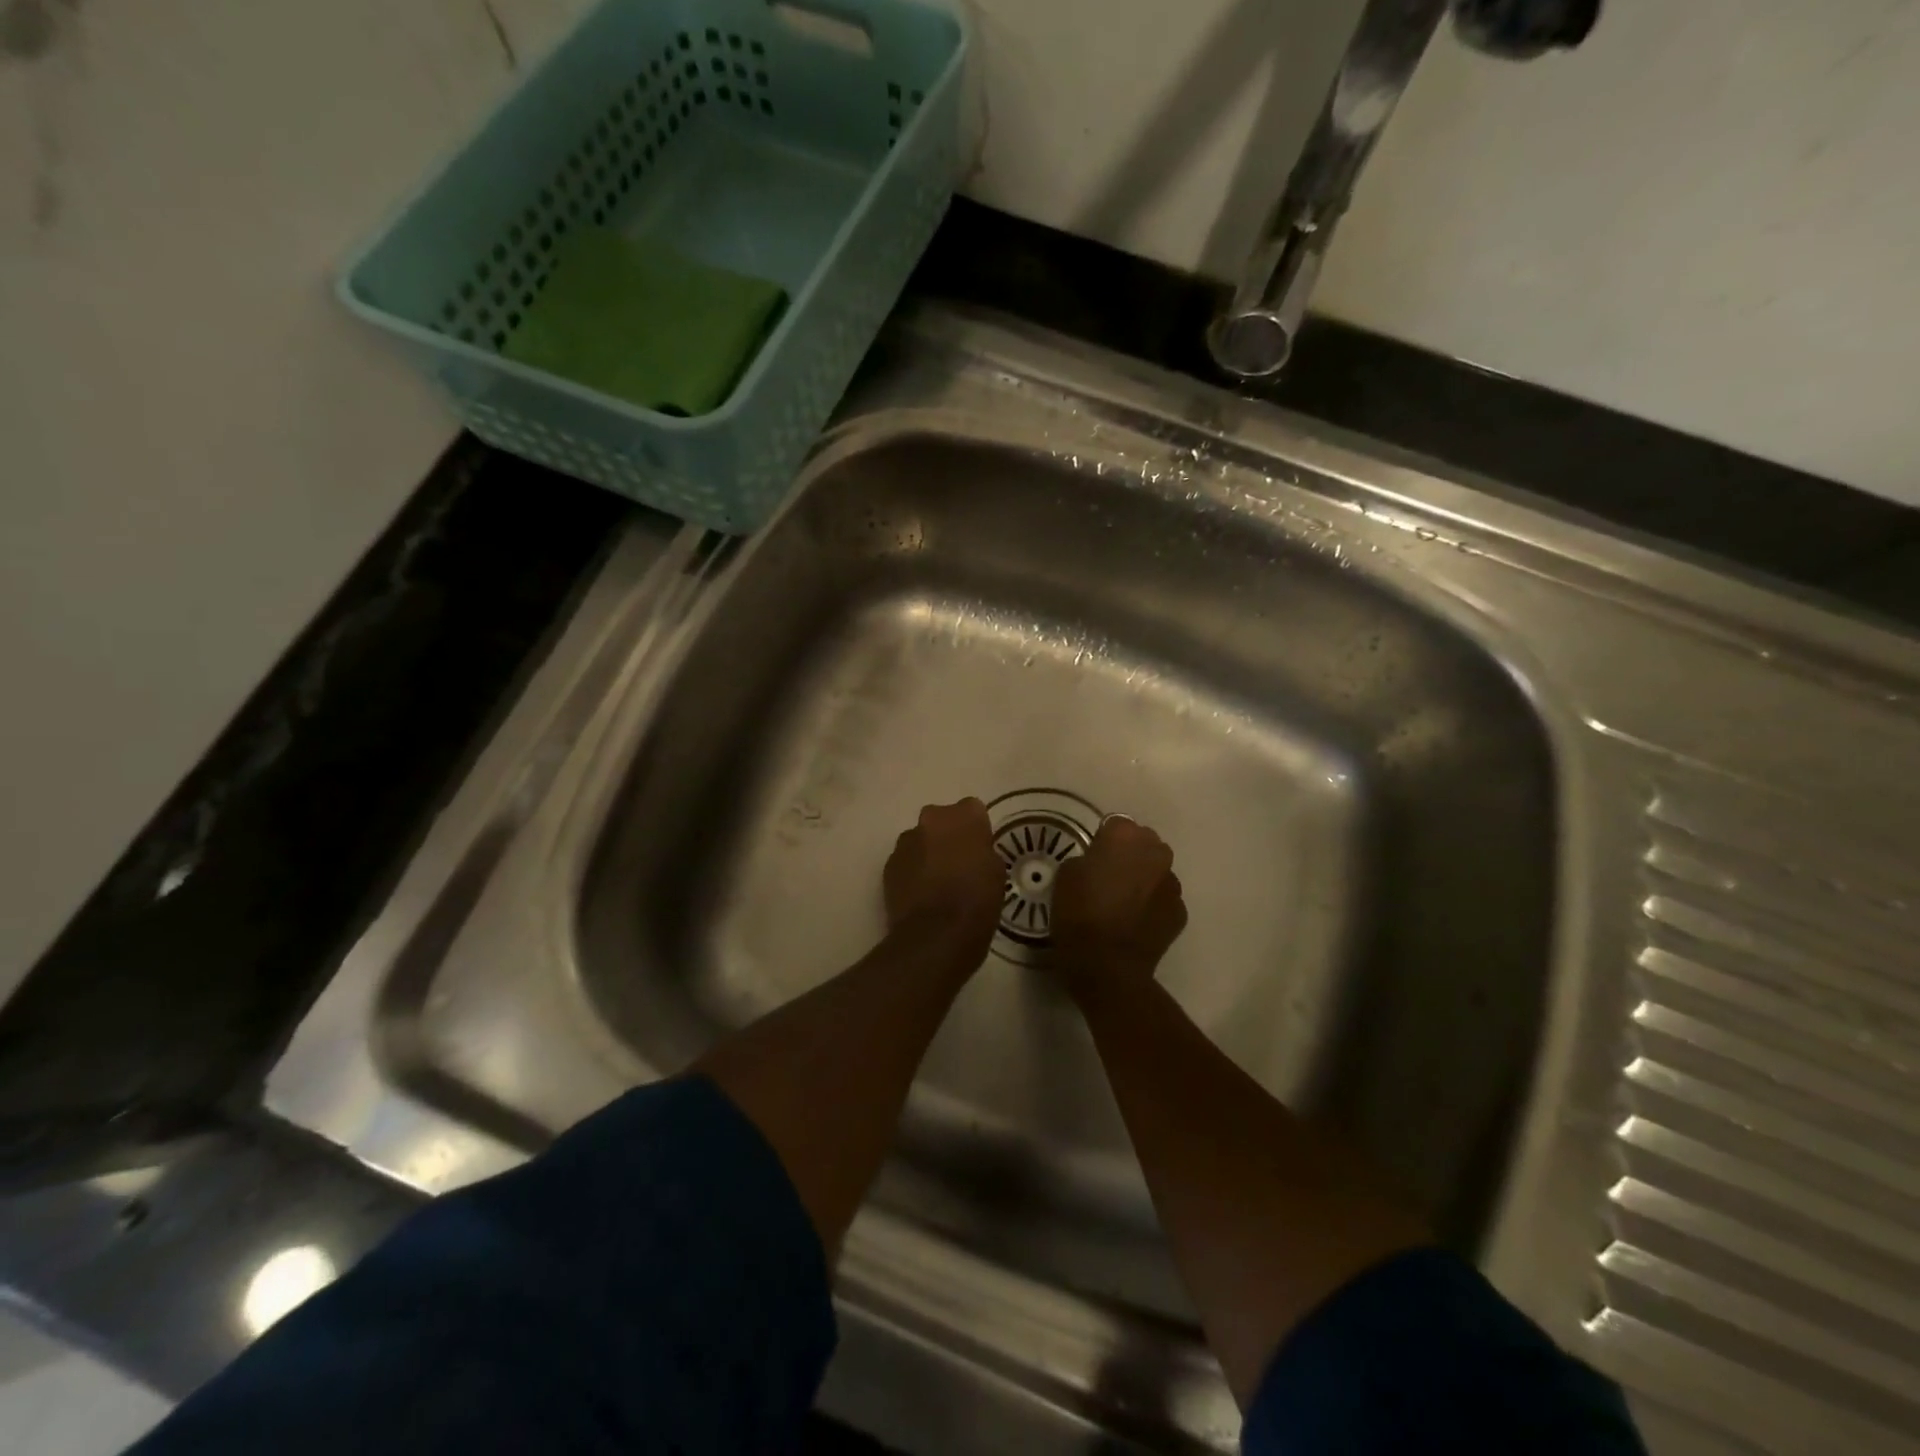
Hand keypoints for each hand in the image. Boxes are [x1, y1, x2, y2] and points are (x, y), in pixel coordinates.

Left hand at [883, 799, 1004, 970]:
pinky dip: (912, 872)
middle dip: (947, 836)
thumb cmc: (977, 900)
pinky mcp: (888, 865)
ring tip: (937, 883)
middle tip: (958, 864)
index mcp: (963, 816)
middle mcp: (931, 819)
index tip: (979, 849)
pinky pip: (905, 861)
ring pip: (920, 840)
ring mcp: (905, 842)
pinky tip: (921, 895)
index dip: (976, 829)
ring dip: (927, 853)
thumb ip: (983, 850)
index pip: (972, 809)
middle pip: (941, 820)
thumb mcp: (996, 872)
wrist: (936, 934)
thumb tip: (972, 851)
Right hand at [1049, 816, 1187, 1004]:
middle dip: (1129, 855)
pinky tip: (1134, 923)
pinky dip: (1151, 906)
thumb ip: (1085, 860)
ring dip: (1143, 880)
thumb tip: (1096, 864)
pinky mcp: (1180, 912)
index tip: (1092, 858)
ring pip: (1156, 872)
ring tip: (1122, 903)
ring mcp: (1172, 884)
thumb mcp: (1065, 877)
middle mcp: (1155, 853)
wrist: (1108, 968)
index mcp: (1125, 838)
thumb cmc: (1079, 916)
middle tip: (1108, 878)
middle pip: (1143, 844)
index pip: (1116, 824)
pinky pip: (1163, 900)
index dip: (1103, 840)